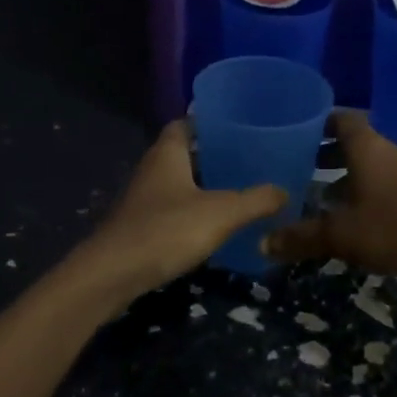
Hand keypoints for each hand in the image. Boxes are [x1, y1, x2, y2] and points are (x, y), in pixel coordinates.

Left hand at [75, 121, 286, 298]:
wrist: (111, 275)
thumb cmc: (166, 230)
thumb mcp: (221, 213)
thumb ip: (256, 200)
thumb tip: (284, 191)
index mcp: (167, 152)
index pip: (186, 123)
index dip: (210, 122)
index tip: (239, 127)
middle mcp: (152, 168)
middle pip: (185, 153)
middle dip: (213, 156)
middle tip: (249, 161)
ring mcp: (142, 198)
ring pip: (178, 183)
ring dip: (203, 186)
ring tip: (239, 191)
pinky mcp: (139, 226)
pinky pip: (171, 209)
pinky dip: (192, 212)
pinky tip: (214, 226)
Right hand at [262, 112, 396, 274]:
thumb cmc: (396, 224)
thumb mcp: (342, 235)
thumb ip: (302, 237)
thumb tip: (263, 243)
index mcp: (365, 148)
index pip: (340, 119)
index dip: (319, 122)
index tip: (298, 131)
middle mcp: (388, 151)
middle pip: (355, 142)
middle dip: (328, 152)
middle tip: (302, 166)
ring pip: (373, 163)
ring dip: (350, 173)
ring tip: (326, 193)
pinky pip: (389, 181)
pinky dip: (370, 189)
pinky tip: (361, 214)